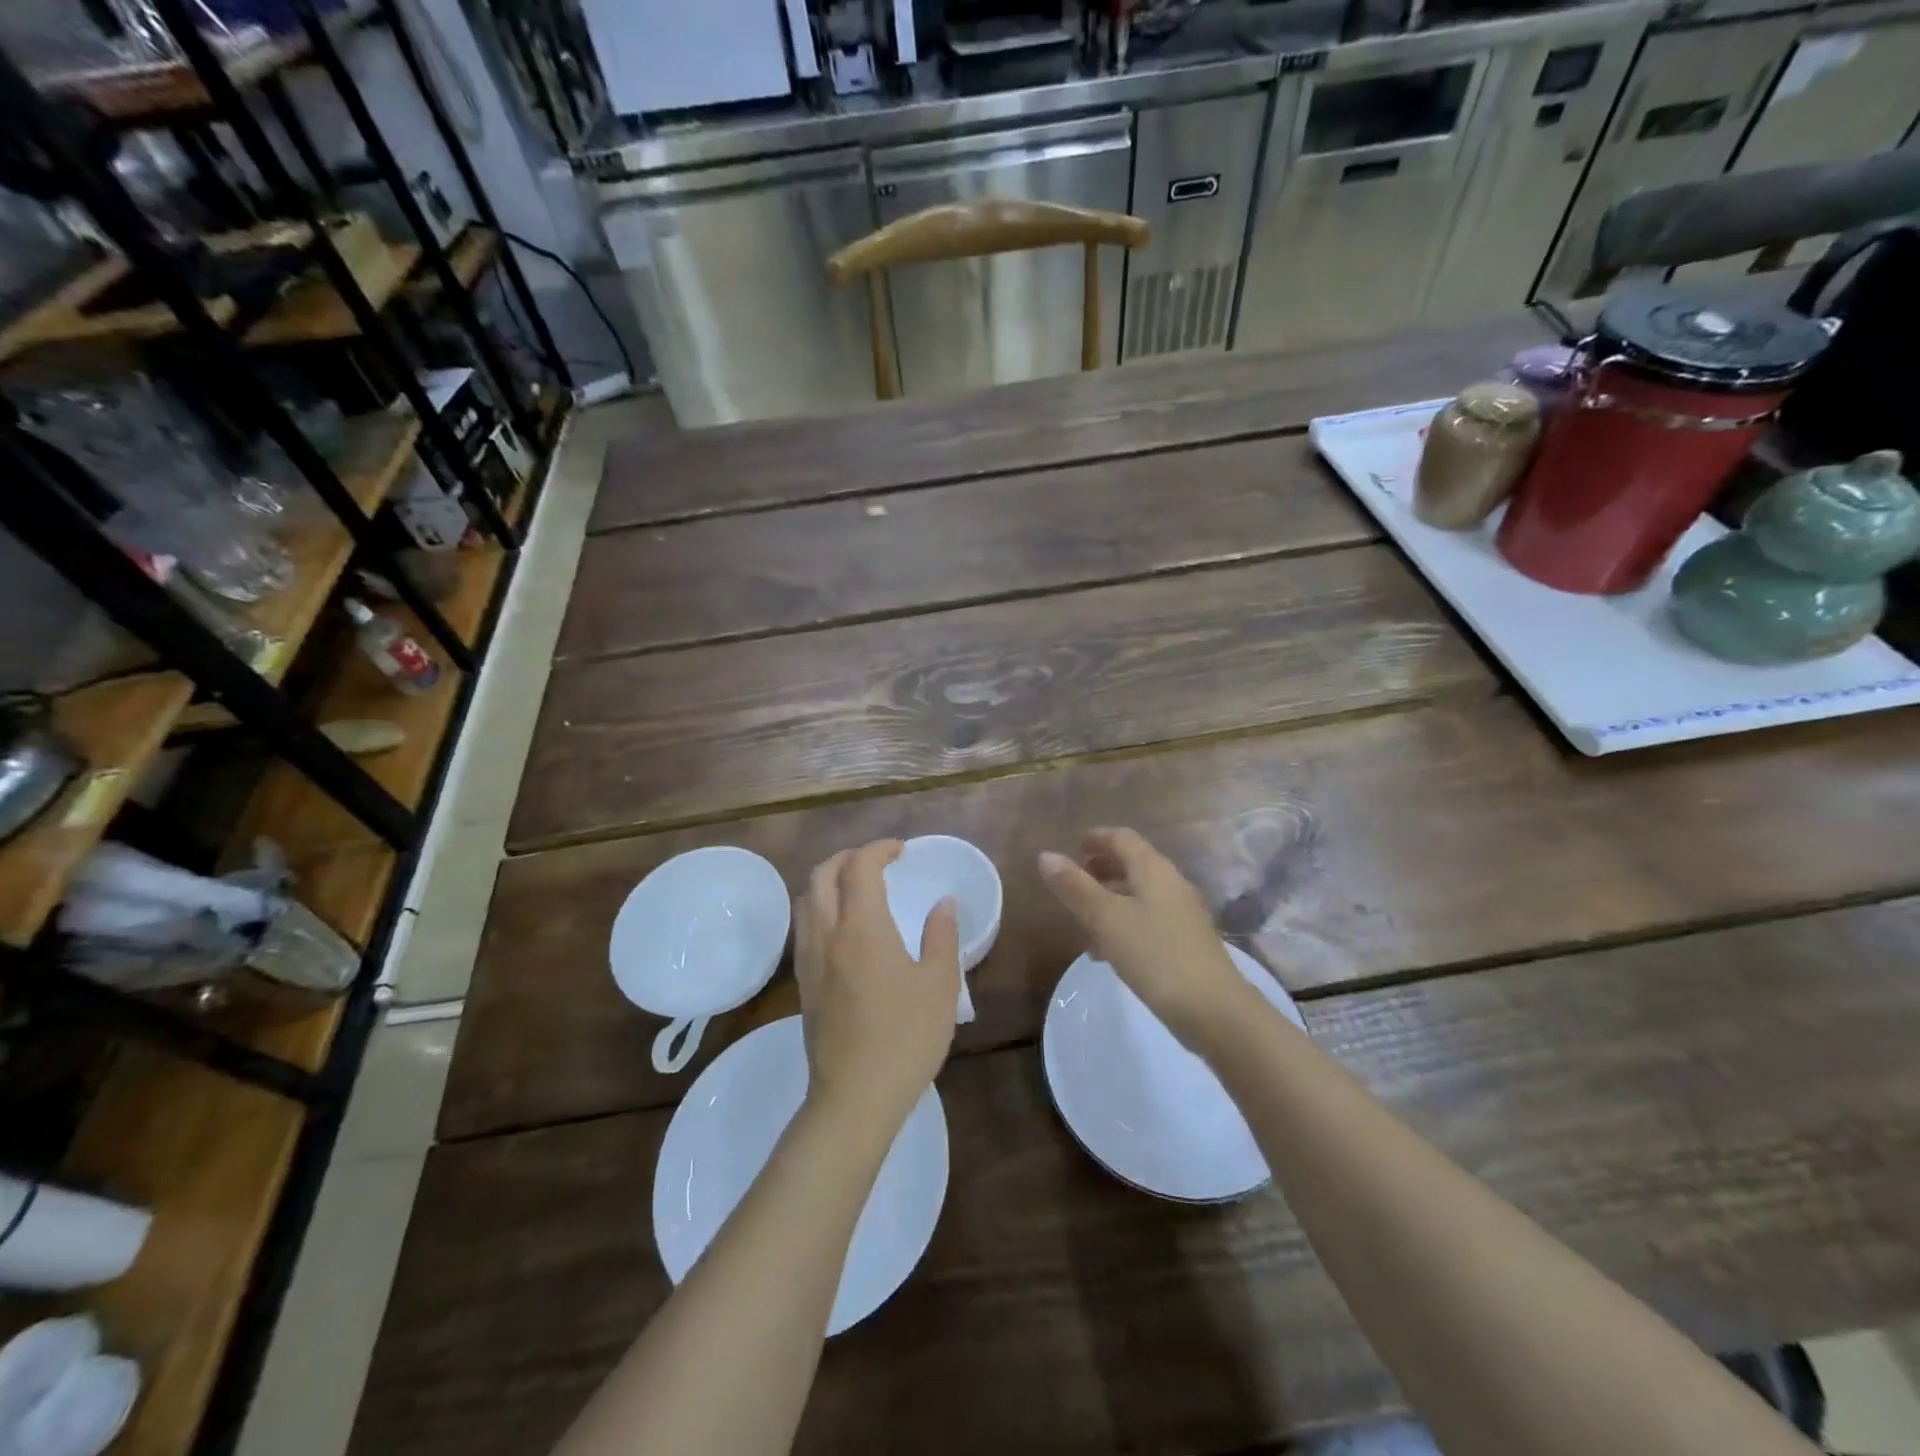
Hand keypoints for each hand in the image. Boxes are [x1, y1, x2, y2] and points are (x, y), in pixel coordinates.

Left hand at [794, 840, 961, 1133]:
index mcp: (862, 928)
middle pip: (822, 874)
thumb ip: (942, 937)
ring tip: (858, 888)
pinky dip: (820, 907)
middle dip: (848, 857)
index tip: (902, 851)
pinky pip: (804, 926)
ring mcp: (809, 959)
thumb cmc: (905, 1038)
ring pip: (806, 899)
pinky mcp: (803, 983)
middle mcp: (827, 934)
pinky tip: (844, 928)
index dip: (879, 849)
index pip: (860, 867)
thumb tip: (943, 903)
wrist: (854, 1097)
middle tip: (878, 862)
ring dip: (829, 880)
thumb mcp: (940, 985)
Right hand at [1039, 828, 1251, 1049]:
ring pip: (1140, 895)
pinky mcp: (1186, 944)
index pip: (1123, 838)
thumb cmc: (1155, 955)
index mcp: (1154, 870)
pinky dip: (1124, 923)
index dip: (1097, 837)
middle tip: (1074, 879)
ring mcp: (1183, 915)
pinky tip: (1107, 952)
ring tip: (1083, 918)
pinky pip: (1148, 921)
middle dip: (1102, 868)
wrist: (1214, 1011)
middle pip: (1134, 864)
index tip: (1073, 845)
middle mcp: (1172, 885)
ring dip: (1110, 898)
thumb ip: (1075, 887)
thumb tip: (1046, 855)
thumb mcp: (1106, 919)